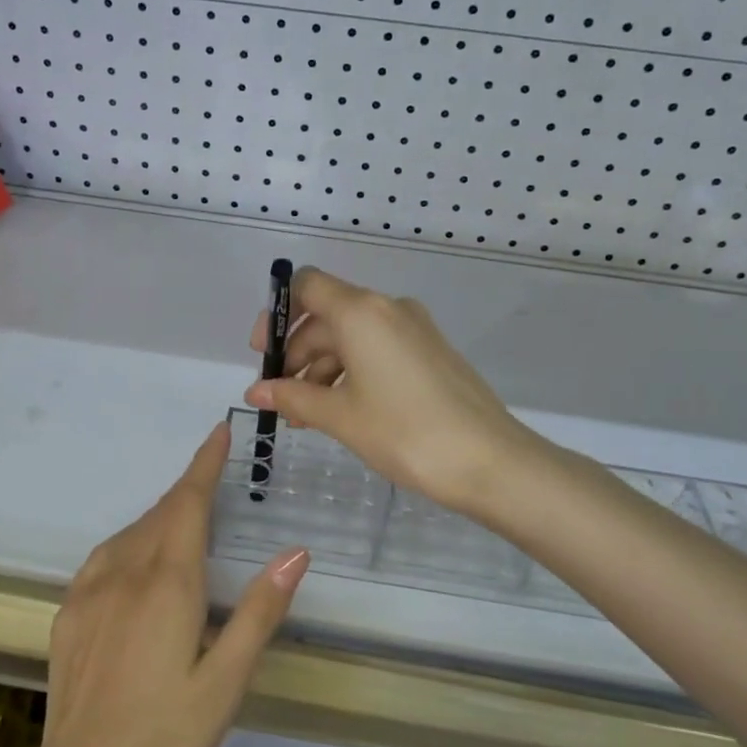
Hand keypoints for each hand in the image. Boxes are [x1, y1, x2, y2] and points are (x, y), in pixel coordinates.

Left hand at [29, 423, 308, 746]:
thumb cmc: (165, 735)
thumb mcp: (226, 682)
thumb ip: (260, 612)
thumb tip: (295, 553)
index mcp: (168, 582)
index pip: (189, 502)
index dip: (205, 464)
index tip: (218, 432)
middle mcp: (125, 571)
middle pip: (161, 512)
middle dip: (189, 490)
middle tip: (214, 482)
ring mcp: (90, 590)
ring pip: (132, 532)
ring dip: (161, 516)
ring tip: (184, 521)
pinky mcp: (69, 612)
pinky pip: (105, 555)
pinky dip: (131, 542)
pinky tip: (136, 561)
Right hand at [245, 267, 543, 514]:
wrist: (490, 460)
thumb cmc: (405, 432)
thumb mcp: (340, 416)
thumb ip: (293, 398)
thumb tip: (255, 392)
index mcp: (361, 311)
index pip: (307, 285)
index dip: (278, 314)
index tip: (264, 355)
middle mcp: (388, 309)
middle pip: (326, 316)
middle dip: (297, 355)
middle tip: (281, 400)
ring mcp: (414, 329)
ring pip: (351, 337)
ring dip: (322, 370)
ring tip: (307, 417)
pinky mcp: (430, 352)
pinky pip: (377, 350)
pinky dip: (351, 373)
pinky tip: (341, 412)